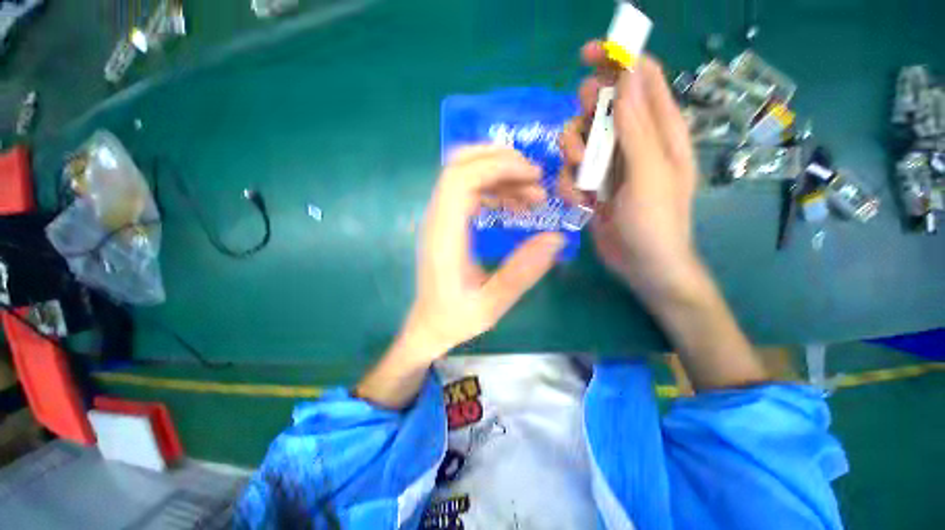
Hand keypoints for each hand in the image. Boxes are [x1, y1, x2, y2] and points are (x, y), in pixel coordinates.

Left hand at [403, 146, 564, 358]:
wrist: (430, 324)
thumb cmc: (456, 317)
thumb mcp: (492, 304)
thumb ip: (522, 273)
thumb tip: (556, 238)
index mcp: (444, 237)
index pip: (459, 180)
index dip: (496, 167)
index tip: (532, 176)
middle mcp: (436, 220)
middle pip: (458, 166)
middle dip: (498, 160)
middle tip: (534, 176)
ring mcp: (439, 219)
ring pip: (464, 175)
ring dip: (500, 175)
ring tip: (532, 194)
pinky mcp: (446, 223)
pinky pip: (468, 192)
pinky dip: (494, 190)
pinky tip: (514, 205)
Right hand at [560, 43, 700, 303]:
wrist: (641, 264)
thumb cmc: (655, 223)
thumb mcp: (649, 174)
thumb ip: (637, 127)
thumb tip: (627, 74)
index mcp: (660, 130)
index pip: (640, 76)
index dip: (616, 59)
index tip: (587, 57)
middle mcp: (633, 141)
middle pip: (600, 107)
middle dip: (584, 121)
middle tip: (583, 148)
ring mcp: (610, 165)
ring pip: (580, 140)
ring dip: (572, 159)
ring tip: (582, 184)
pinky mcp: (592, 185)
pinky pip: (571, 172)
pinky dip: (570, 185)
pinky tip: (580, 203)